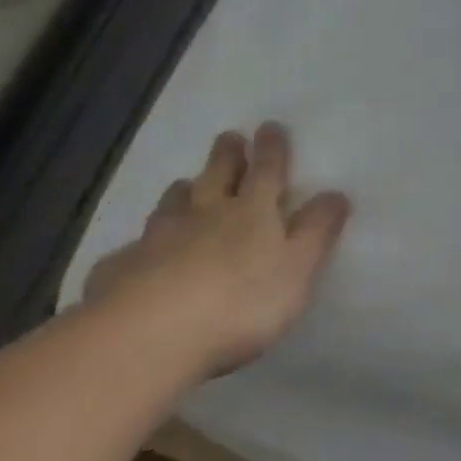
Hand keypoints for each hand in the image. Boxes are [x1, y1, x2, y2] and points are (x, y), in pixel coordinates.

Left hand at [82, 123, 350, 376]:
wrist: (149, 334)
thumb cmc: (241, 301)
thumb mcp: (298, 268)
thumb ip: (317, 231)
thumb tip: (336, 193)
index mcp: (252, 212)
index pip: (267, 171)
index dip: (272, 149)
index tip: (270, 126)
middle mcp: (205, 214)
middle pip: (217, 176)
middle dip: (227, 156)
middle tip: (229, 137)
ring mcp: (159, 239)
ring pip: (173, 204)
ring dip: (183, 190)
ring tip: (185, 184)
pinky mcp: (123, 269)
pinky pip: (135, 247)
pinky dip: (143, 242)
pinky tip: (139, 252)